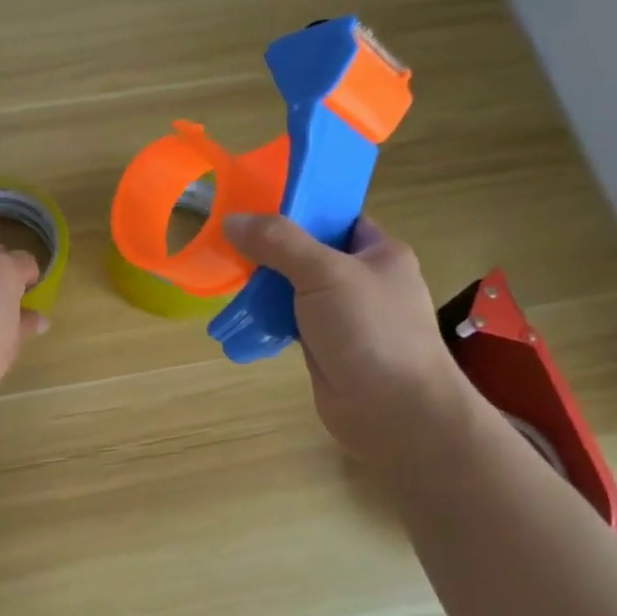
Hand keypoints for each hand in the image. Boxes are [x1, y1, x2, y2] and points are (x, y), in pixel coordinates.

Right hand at [222, 213, 468, 462]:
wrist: (393, 411)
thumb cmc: (371, 330)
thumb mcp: (325, 273)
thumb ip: (279, 243)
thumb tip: (233, 219)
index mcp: (379, 252)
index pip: (336, 217)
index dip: (299, 208)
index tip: (254, 204)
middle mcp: (363, 280)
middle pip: (309, 252)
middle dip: (270, 248)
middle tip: (227, 241)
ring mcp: (343, 316)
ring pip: (295, 289)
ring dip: (263, 285)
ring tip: (223, 274)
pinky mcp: (324, 346)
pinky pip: (289, 321)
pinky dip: (265, 318)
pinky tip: (237, 316)